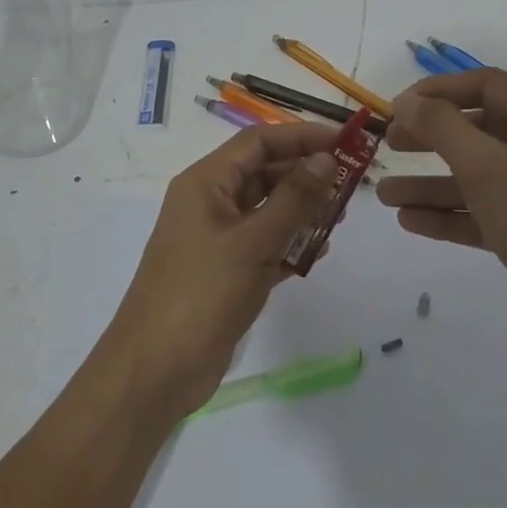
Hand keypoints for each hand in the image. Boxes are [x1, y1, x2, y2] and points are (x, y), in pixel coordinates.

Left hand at [102, 121, 340, 421]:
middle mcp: (209, 202)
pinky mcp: (225, 271)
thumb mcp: (254, 242)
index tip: (345, 141)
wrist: (156, 371)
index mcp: (205, 183)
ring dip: (302, 211)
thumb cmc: (202, 294)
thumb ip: (294, 198)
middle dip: (305, 175)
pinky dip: (289, 244)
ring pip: (266, 209)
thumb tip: (325, 158)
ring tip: (340, 218)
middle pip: (263, 173)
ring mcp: (216, 238)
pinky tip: (317, 253)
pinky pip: (264, 244)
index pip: (258, 142)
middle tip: (350, 184)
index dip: (301, 136)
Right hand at [376, 69, 506, 351]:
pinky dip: (449, 212)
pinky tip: (409, 219)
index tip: (398, 105)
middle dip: (430, 138)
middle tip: (390, 143)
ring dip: (431, 182)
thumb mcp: (486, 169)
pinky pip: (483, 207)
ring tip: (384, 194)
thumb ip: (442, 128)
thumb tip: (406, 100)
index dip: (439, 90)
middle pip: (479, 129)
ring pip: (476, 173)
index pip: (488, 86)